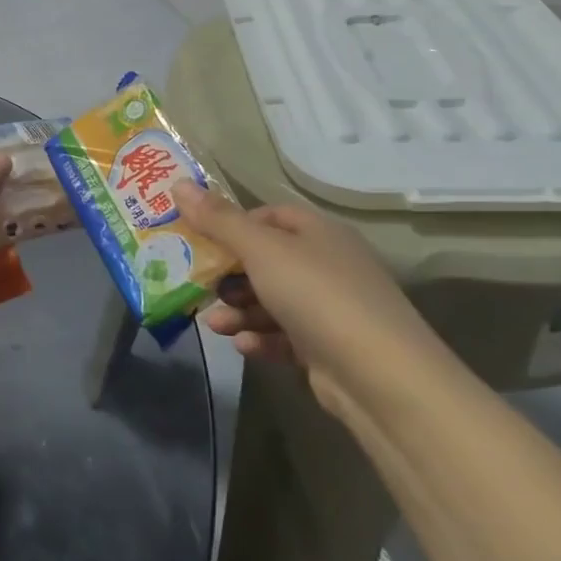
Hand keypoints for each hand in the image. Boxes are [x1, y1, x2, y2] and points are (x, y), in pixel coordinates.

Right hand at [171, 184, 440, 415]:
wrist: (382, 377)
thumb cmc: (318, 295)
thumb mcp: (261, 250)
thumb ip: (218, 220)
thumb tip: (178, 183)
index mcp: (319, 232)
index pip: (270, 215)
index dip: (234, 223)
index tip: (200, 238)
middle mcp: (328, 264)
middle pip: (266, 260)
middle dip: (229, 275)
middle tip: (198, 284)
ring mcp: (331, 308)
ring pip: (271, 301)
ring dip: (239, 311)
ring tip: (215, 325)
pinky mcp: (328, 348)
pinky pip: (285, 336)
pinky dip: (261, 339)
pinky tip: (243, 347)